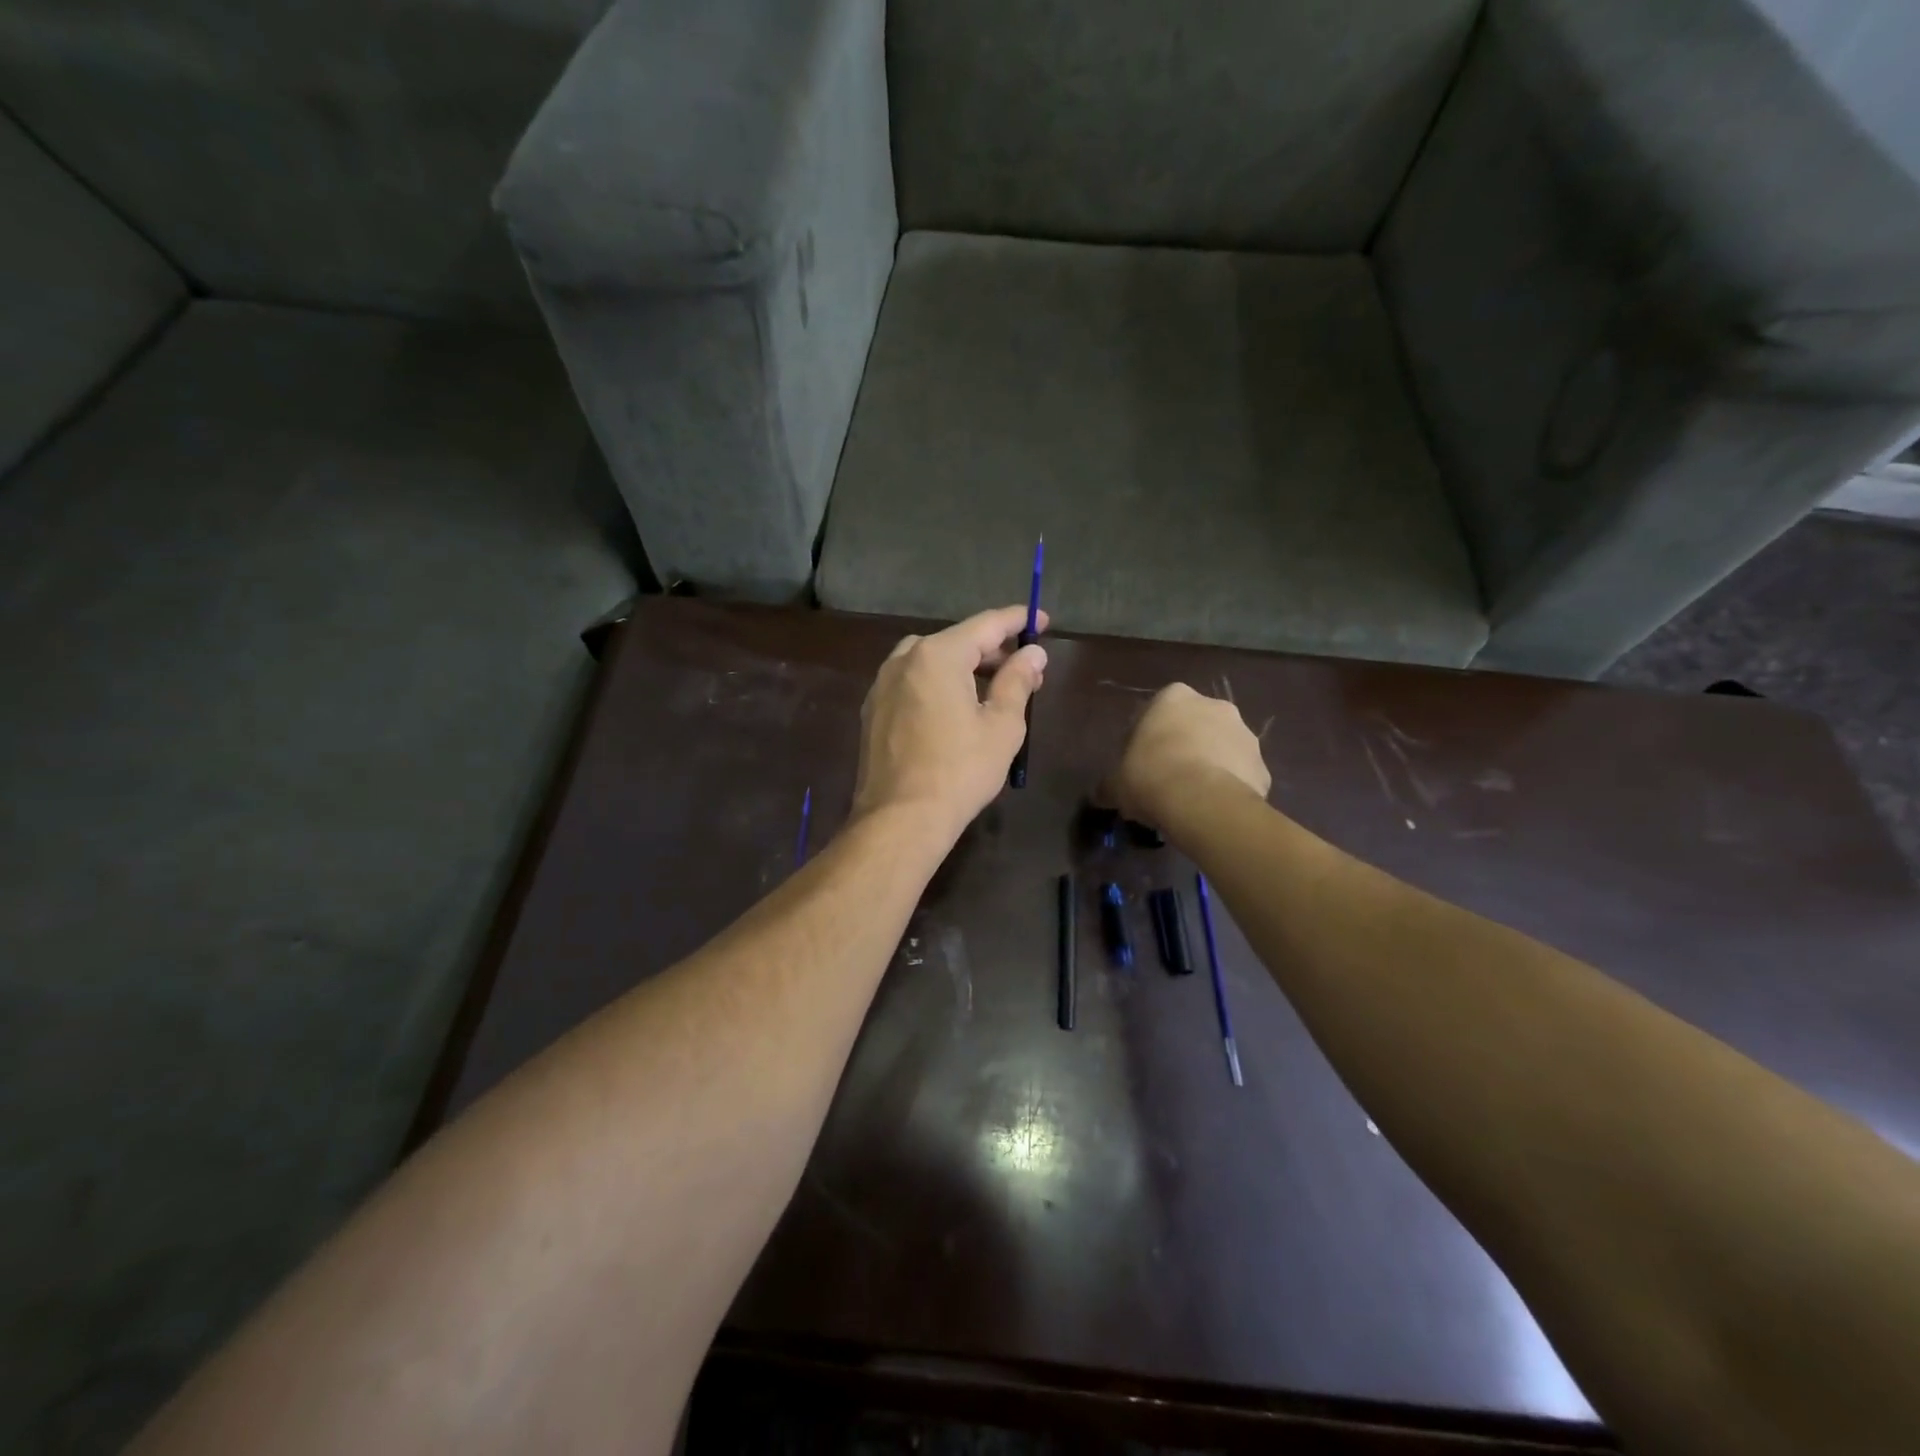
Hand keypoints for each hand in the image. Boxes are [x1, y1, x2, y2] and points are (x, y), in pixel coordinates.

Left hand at [853, 605, 1048, 838]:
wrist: (900, 818)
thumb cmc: (960, 770)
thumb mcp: (1002, 726)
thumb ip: (1018, 681)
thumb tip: (1033, 653)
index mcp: (937, 655)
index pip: (985, 625)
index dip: (1017, 621)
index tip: (1041, 621)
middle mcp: (904, 660)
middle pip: (956, 641)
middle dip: (992, 651)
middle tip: (1024, 668)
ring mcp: (882, 685)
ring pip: (930, 660)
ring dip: (963, 667)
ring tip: (991, 690)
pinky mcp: (872, 710)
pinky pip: (911, 683)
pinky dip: (937, 684)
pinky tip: (954, 709)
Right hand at [1103, 684, 1270, 827]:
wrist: (1203, 803)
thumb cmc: (1151, 777)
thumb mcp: (1116, 783)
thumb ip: (1110, 784)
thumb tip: (1102, 794)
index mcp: (1173, 698)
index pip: (1155, 711)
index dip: (1146, 739)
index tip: (1139, 764)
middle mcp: (1214, 705)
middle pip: (1194, 726)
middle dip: (1183, 747)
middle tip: (1166, 780)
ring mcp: (1245, 734)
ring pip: (1221, 749)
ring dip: (1209, 766)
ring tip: (1192, 799)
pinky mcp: (1263, 766)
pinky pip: (1241, 776)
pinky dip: (1229, 789)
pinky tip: (1213, 810)